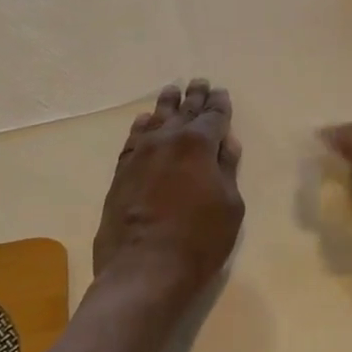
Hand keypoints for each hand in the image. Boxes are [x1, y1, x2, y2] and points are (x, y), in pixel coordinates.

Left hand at [93, 80, 244, 303]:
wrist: (144, 269)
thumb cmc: (199, 240)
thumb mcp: (230, 206)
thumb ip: (227, 169)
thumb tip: (226, 143)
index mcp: (199, 144)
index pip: (214, 116)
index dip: (220, 104)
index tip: (221, 92)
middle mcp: (168, 140)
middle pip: (184, 111)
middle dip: (194, 96)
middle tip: (199, 82)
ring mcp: (140, 154)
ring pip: (156, 119)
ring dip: (167, 104)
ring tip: (172, 91)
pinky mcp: (121, 172)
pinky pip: (133, 139)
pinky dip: (141, 126)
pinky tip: (144, 120)